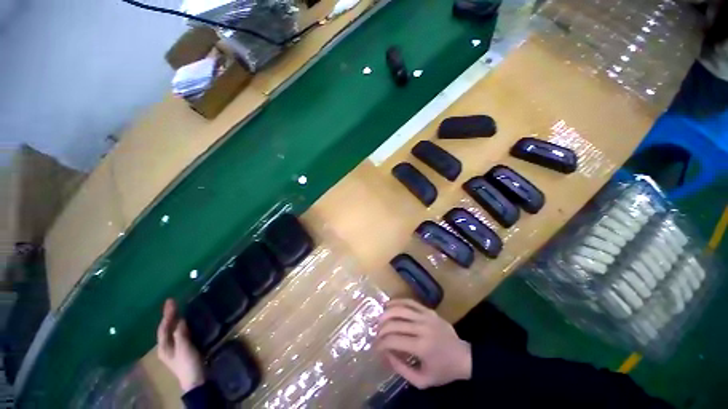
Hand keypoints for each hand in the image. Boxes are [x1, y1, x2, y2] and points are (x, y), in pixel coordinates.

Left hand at [156, 298, 204, 392]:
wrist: (195, 379)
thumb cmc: (187, 363)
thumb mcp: (184, 348)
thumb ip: (180, 334)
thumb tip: (180, 320)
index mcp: (163, 347)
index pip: (163, 328)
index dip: (167, 314)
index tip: (171, 301)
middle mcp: (166, 347)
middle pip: (165, 329)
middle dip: (169, 316)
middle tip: (173, 302)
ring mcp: (174, 349)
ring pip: (171, 331)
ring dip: (174, 320)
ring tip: (178, 309)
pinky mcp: (182, 349)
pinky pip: (178, 333)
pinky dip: (180, 326)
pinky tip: (184, 322)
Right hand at [375, 299, 471, 388]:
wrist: (463, 356)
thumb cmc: (443, 371)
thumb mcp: (423, 380)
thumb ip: (402, 369)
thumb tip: (386, 354)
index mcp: (421, 347)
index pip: (394, 340)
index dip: (381, 343)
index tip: (375, 347)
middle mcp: (422, 328)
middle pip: (395, 323)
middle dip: (381, 328)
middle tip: (375, 333)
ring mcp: (426, 316)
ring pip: (401, 309)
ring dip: (387, 313)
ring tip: (379, 319)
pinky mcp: (429, 310)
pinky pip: (410, 302)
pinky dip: (398, 302)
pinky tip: (389, 304)